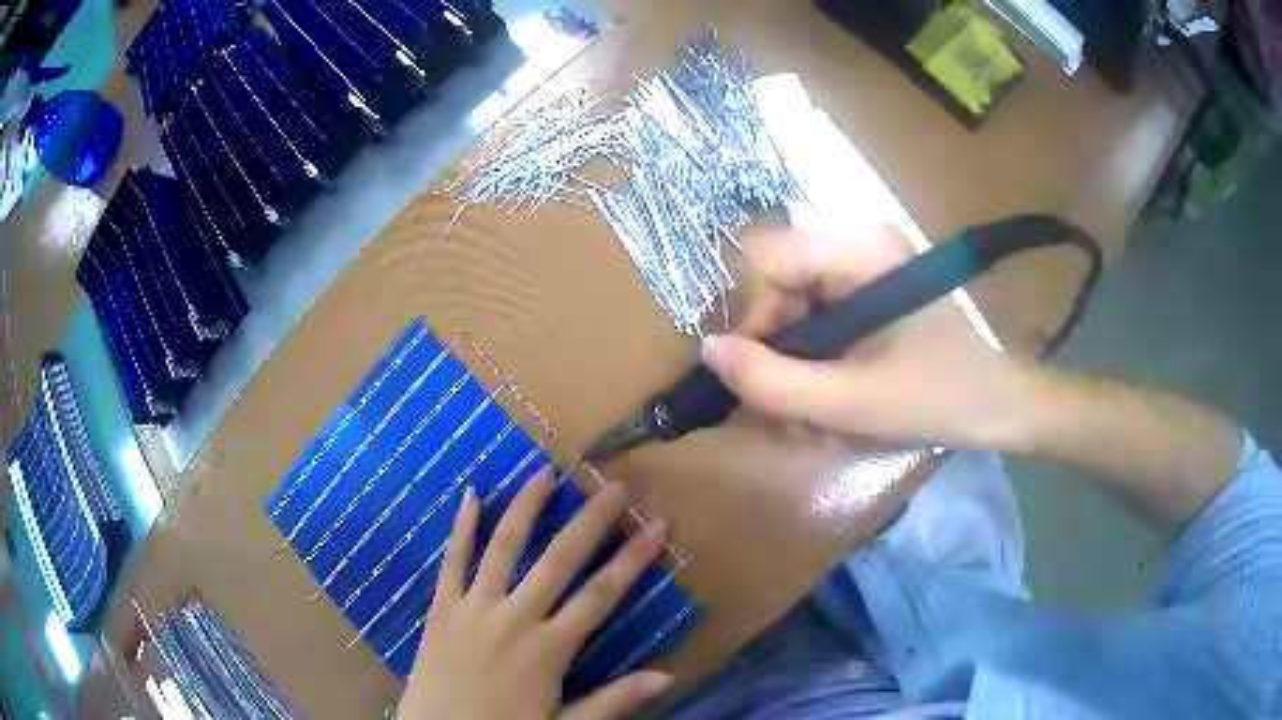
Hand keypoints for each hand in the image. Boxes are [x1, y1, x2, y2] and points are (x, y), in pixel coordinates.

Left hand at [397, 470, 671, 719]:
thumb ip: (612, 701)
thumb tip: (665, 676)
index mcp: (548, 649)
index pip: (601, 596)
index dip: (633, 559)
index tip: (656, 526)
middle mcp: (514, 619)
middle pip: (559, 561)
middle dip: (591, 523)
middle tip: (615, 487)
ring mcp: (474, 609)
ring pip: (504, 549)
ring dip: (526, 510)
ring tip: (545, 474)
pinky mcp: (441, 609)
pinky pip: (452, 563)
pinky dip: (461, 530)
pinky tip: (470, 497)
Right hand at [701, 225, 1039, 452]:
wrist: (1000, 405)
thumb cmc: (936, 398)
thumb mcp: (849, 402)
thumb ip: (771, 382)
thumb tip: (710, 352)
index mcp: (858, 249)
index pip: (765, 261)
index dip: (754, 319)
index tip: (767, 375)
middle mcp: (858, 241)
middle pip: (780, 283)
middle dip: (778, 349)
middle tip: (790, 409)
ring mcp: (867, 264)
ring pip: (797, 304)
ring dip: (796, 362)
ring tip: (813, 414)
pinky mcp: (874, 287)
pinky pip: (821, 315)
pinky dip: (818, 359)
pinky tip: (833, 396)